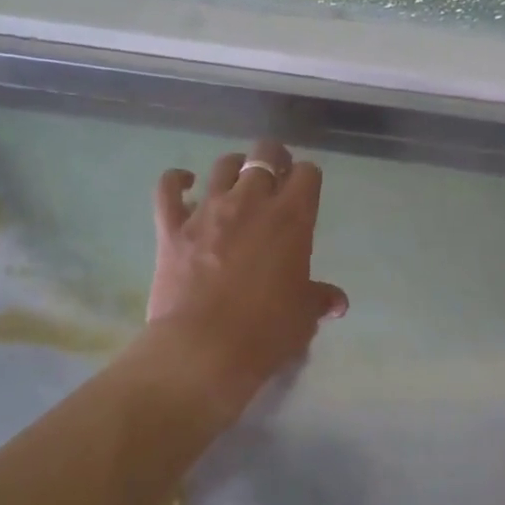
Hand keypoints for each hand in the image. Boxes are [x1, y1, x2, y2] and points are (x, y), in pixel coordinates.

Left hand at [148, 138, 347, 414]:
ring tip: (237, 182)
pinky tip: (184, 183)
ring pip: (223, 165)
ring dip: (234, 168)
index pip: (308, 174)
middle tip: (275, 176)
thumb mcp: (303, 317)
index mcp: (291, 218)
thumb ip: (319, 299)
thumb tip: (337, 302)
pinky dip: (176, 181)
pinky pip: (168, 188)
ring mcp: (208, 210)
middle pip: (265, 154)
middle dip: (274, 158)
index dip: (307, 178)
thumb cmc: (265, 333)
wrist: (204, 350)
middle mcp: (251, 202)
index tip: (304, 192)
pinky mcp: (172, 226)